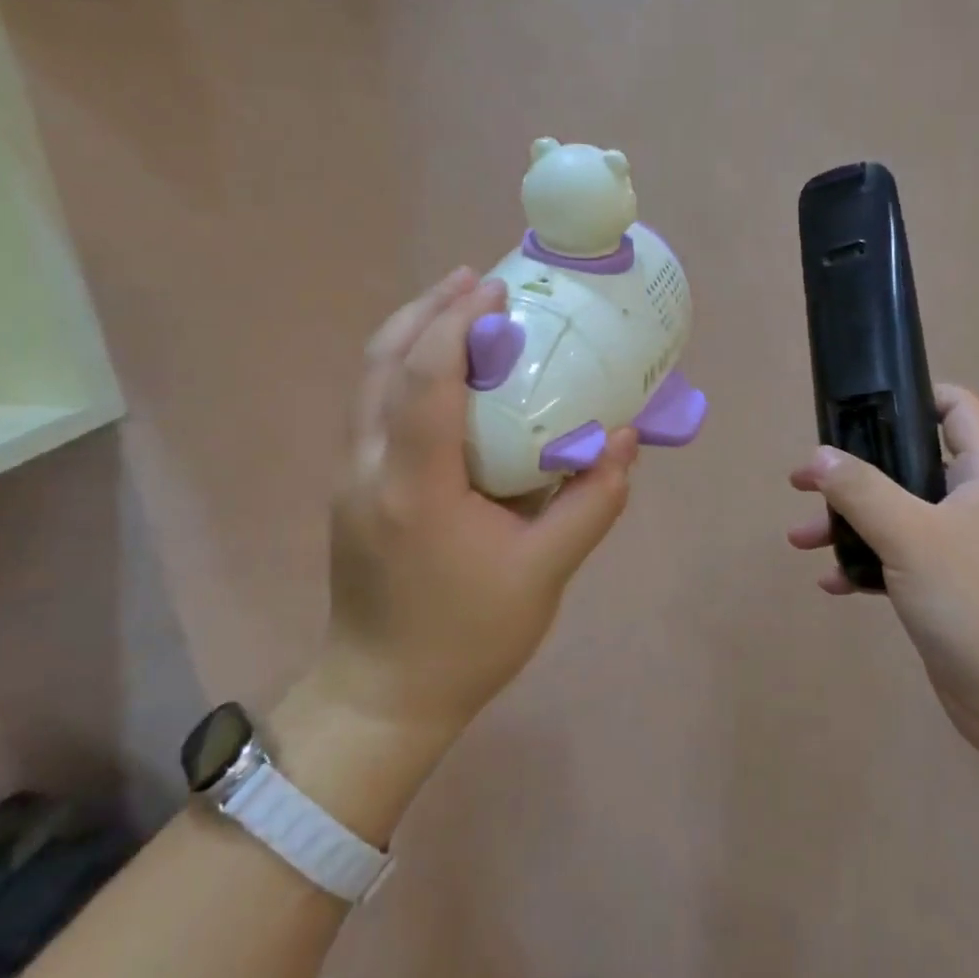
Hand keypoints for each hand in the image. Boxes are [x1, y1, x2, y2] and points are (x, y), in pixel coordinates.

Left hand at [275, 269, 636, 834]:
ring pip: (370, 381)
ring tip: (461, 310)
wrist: (383, 695)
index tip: (496, 290)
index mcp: (415, 486)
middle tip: (477, 281)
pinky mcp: (353, 490)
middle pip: (382, 363)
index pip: (427, 379)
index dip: (457, 324)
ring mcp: (351, 477)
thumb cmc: (468, 638)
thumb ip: (592, 503)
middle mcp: (369, 468)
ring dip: (412, 334)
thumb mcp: (545, 574)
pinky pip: (375, 408)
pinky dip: (407, 370)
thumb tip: (627, 440)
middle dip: (428, 310)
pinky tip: (447, 375)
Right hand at [787, 384, 978, 773]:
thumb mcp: (912, 536)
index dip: (913, 396)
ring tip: (800, 539)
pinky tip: (832, 583)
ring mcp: (962, 550)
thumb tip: (819, 456)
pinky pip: (898, 562)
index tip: (858, 409)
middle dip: (855, 471)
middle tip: (805, 480)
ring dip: (849, 522)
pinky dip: (864, 565)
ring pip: (897, 517)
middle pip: (910, 464)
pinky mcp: (948, 592)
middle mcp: (975, 504)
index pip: (956, 409)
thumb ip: (861, 490)